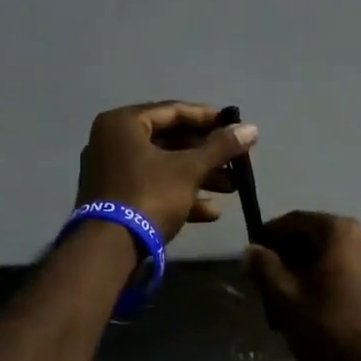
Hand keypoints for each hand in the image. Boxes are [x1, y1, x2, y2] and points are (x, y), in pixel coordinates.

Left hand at [74, 101, 258, 241]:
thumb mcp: (189, 169)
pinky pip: (152, 188)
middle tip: (236, 161)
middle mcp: (112, 142)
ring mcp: (111, 172)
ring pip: (163, 167)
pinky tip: (211, 212)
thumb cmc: (149, 195)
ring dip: (199, 177)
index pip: (173, 111)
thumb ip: (220, 147)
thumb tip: (251, 128)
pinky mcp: (115, 200)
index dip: (208, 118)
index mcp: (123, 123)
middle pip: (169, 141)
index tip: (235, 126)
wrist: (109, 249)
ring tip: (232, 188)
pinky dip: (180, 195)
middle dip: (207, 154)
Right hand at [244, 212, 360, 360]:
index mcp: (341, 232)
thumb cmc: (328, 330)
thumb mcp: (285, 298)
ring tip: (289, 302)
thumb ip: (264, 267)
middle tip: (267, 284)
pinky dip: (330, 280)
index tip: (252, 255)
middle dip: (288, 257)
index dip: (269, 235)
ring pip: (333, 256)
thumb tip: (252, 249)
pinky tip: (316, 308)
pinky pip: (351, 270)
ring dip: (308, 271)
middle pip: (316, 237)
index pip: (295, 220)